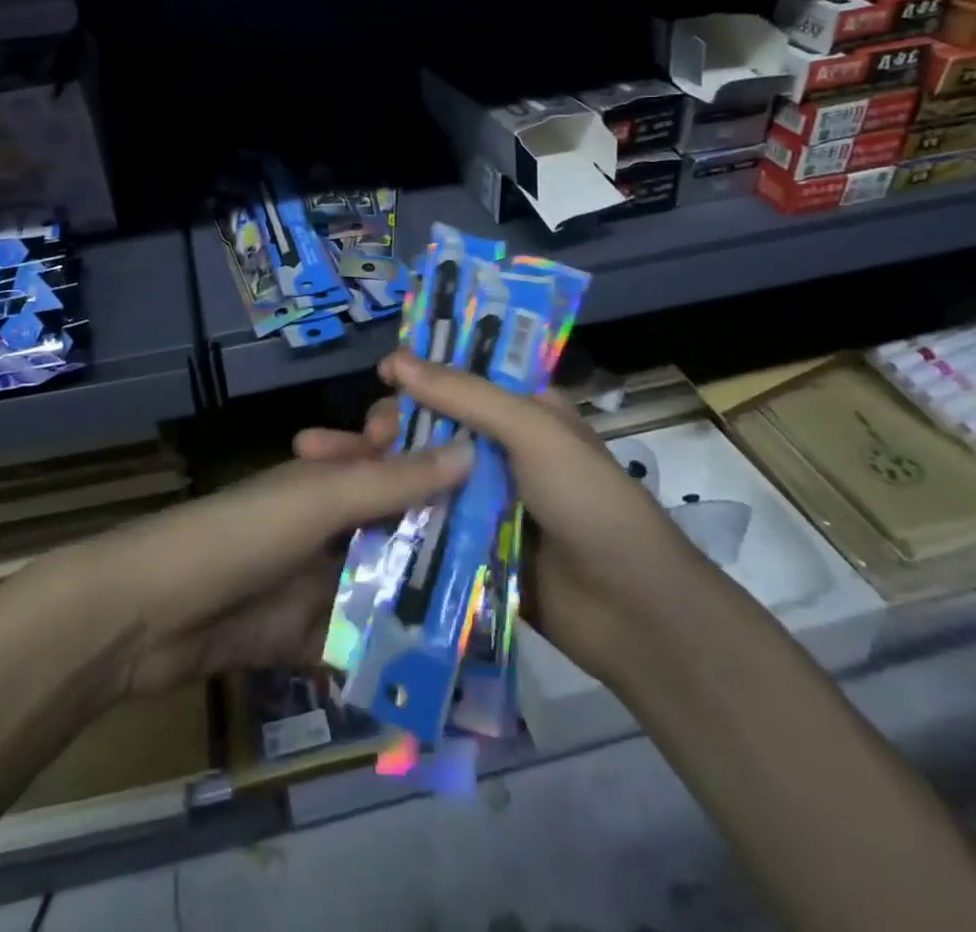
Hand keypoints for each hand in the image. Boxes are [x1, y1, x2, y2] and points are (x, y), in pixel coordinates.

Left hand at [61, 432, 473, 698]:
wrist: (151, 613)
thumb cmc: (242, 535)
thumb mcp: (320, 499)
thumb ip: (392, 481)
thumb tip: (472, 449)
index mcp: (329, 477)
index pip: (395, 459)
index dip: (440, 464)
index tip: (502, 478)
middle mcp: (327, 523)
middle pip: (396, 529)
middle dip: (445, 546)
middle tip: (517, 567)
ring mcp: (314, 582)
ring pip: (382, 589)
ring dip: (425, 607)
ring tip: (495, 631)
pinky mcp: (302, 637)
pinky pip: (357, 645)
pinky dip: (388, 659)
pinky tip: (442, 682)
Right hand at [298, 353, 703, 693]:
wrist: (633, 614)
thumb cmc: (589, 502)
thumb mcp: (533, 431)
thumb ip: (465, 395)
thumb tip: (396, 360)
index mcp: (523, 411)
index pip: (463, 376)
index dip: (423, 371)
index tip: (383, 376)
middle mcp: (501, 449)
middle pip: (434, 424)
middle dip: (395, 424)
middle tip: (367, 436)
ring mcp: (485, 499)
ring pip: (423, 471)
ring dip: (384, 467)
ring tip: (342, 467)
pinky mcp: (471, 545)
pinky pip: (427, 519)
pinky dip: (394, 512)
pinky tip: (354, 510)